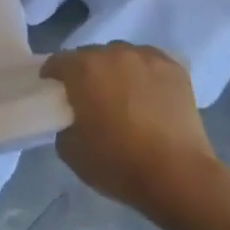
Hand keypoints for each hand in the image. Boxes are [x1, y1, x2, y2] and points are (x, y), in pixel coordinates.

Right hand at [42, 44, 222, 223]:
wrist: (177, 175)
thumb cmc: (117, 163)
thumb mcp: (70, 150)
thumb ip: (64, 123)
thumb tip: (74, 116)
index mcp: (84, 69)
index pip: (58, 61)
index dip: (53, 76)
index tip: (55, 93)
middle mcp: (114, 53)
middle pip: (91, 55)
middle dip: (86, 73)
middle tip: (90, 98)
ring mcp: (147, 57)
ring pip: (122, 56)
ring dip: (117, 71)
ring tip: (124, 96)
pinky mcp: (175, 68)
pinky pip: (150, 63)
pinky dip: (145, 74)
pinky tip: (149, 95)